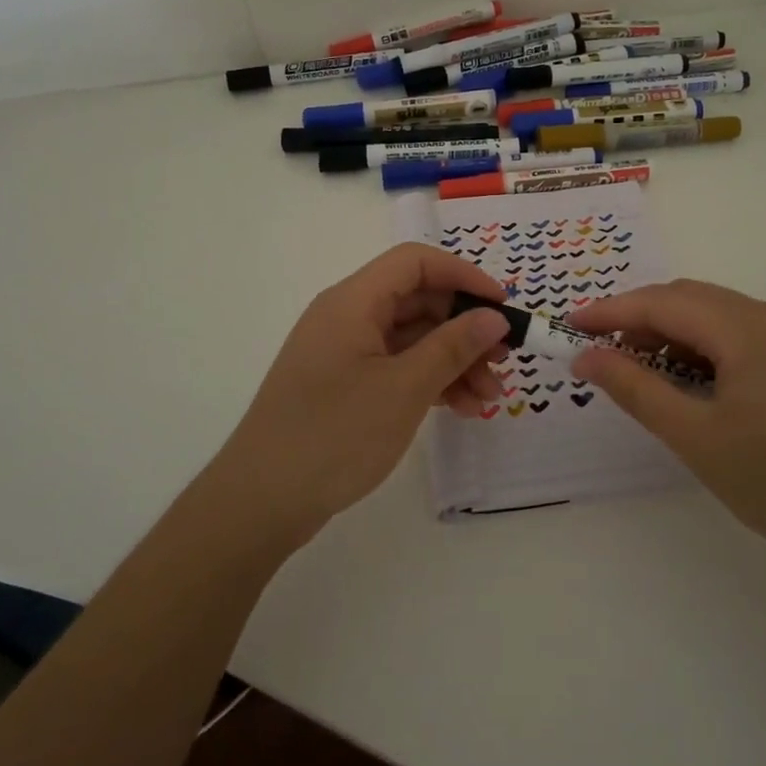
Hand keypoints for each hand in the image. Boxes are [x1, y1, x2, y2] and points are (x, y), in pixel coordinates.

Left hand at [214, 244, 511, 536]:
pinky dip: (429, 382)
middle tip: (505, 359)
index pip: (415, 263)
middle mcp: (347, 317)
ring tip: (489, 398)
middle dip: (465, 327)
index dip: (463, 276)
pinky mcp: (344, 386)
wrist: (261, 502)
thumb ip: (453, 347)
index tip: (502, 306)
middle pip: (417, 302)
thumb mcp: (404, 389)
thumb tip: (494, 316)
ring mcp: (344, 353)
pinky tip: (460, 408)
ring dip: (453, 361)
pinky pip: (397, 368)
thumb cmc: (334, 435)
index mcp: (353, 302)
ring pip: (411, 339)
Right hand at [568, 280, 765, 566]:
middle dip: (638, 318)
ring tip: (633, 366)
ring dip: (668, 332)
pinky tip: (683, 379)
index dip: (611, 311)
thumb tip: (585, 356)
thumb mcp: (694, 436)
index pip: (664, 302)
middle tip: (596, 350)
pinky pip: (737, 335)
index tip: (569, 326)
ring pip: (713, 316)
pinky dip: (699, 347)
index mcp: (748, 328)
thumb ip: (635, 388)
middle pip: (689, 299)